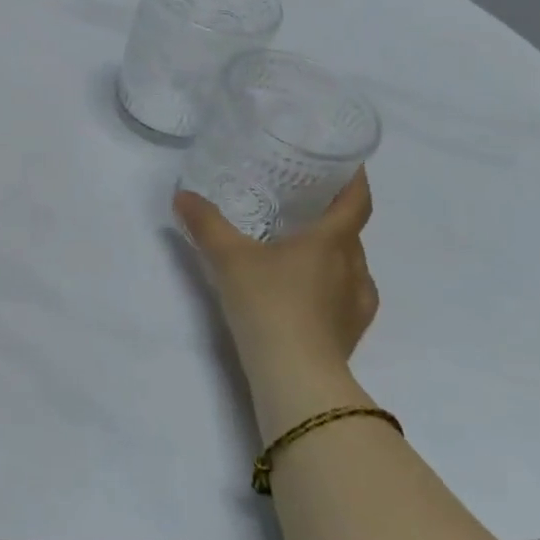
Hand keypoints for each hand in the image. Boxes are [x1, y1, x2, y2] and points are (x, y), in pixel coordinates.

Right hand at [174, 172, 376, 397]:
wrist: (296, 376)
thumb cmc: (269, 304)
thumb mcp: (228, 257)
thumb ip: (206, 224)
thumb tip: (183, 196)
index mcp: (332, 241)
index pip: (356, 202)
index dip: (356, 180)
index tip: (349, 163)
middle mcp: (353, 267)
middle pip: (351, 233)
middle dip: (333, 216)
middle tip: (302, 204)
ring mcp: (357, 303)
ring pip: (351, 265)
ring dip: (333, 252)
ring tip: (301, 248)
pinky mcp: (350, 332)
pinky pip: (347, 295)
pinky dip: (331, 284)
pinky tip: (307, 291)